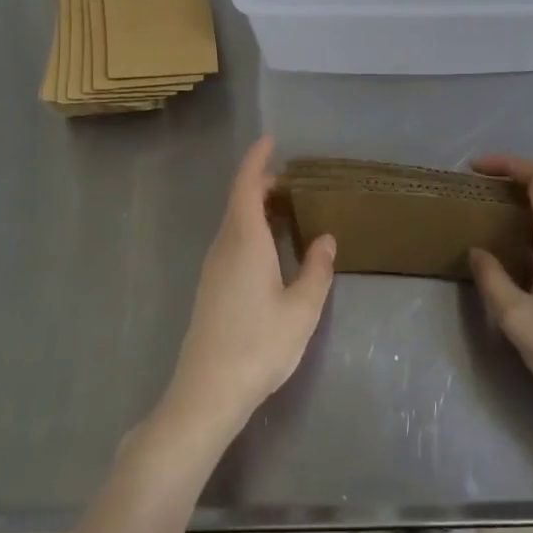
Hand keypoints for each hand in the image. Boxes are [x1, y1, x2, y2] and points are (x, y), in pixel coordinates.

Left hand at [156, 136, 334, 445]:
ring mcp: (213, 268)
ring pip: (235, 223)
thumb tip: (324, 238)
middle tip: (295, 183)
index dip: (256, 160)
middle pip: (239, 201)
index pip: (246, 186)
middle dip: (263, 185)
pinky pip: (232, 242)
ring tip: (289, 211)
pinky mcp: (211, 288)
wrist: (208, 392)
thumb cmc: (259, 345)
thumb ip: (317, 269)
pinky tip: (272, 250)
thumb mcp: (302, 309)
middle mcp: (224, 247)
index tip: (270, 140)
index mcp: (244, 241)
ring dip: (257, 208)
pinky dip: (252, 230)